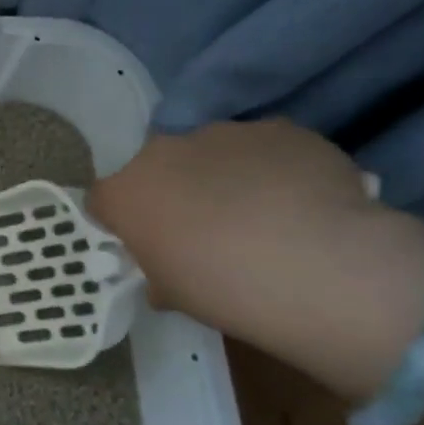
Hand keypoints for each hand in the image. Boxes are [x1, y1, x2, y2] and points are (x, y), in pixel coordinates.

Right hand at [88, 119, 396, 341]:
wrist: (320, 264)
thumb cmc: (225, 289)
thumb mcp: (175, 296)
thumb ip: (159, 275)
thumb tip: (165, 275)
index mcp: (127, 192)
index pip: (103, 200)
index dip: (122, 220)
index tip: (146, 243)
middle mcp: (163, 151)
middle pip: (158, 168)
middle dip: (175, 191)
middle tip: (206, 229)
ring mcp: (222, 134)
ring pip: (212, 153)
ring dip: (224, 176)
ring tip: (264, 215)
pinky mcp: (278, 129)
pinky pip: (265, 148)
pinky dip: (273, 169)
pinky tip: (302, 203)